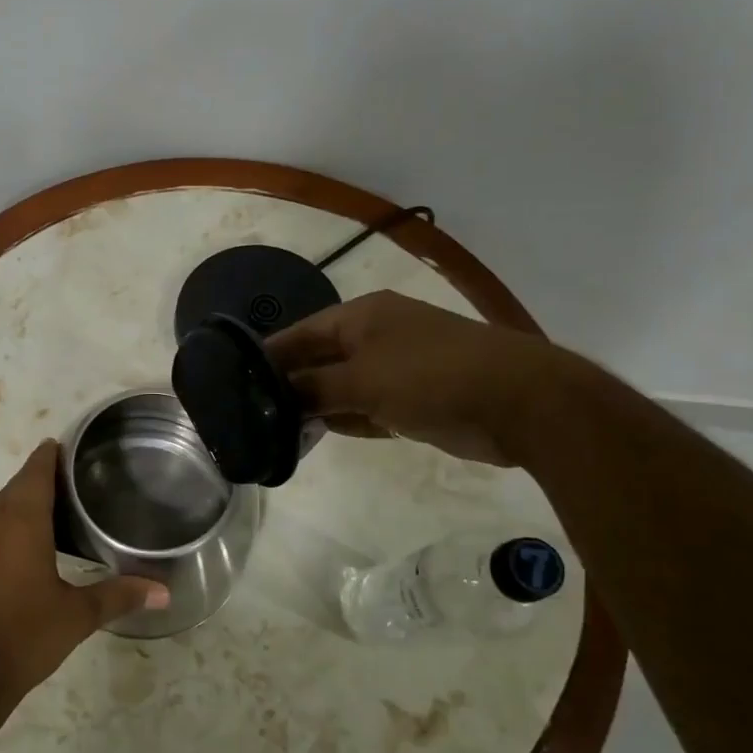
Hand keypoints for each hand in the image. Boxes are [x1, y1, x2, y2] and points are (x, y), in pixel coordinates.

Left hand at [0, 441, 166, 717]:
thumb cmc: (23, 638)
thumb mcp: (77, 617)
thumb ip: (119, 596)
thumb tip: (164, 592)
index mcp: (20, 522)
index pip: (35, 471)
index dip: (49, 456)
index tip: (62, 446)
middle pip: (13, 490)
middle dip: (35, 483)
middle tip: (65, 486)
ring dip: (14, 511)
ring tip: (42, 522)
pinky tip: (9, 561)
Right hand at [264, 290, 568, 465]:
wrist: (520, 403)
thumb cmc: (433, 377)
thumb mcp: (363, 381)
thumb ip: (314, 389)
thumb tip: (275, 396)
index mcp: (361, 317)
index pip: (300, 333)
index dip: (267, 356)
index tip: (233, 380)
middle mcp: (375, 336)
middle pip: (318, 360)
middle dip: (289, 385)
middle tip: (250, 413)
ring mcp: (395, 368)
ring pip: (340, 387)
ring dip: (315, 406)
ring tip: (273, 430)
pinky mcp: (412, 399)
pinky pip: (365, 407)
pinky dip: (345, 420)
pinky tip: (316, 436)